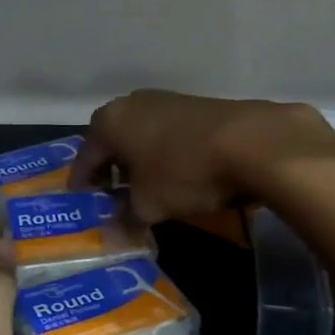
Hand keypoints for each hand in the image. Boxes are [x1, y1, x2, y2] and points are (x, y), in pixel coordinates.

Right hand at [70, 89, 334, 222]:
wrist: (252, 141)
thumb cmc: (184, 172)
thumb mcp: (149, 205)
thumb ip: (125, 218)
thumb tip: (113, 234)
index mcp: (109, 122)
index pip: (85, 158)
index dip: (82, 184)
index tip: (82, 205)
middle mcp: (131, 103)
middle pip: (112, 142)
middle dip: (111, 170)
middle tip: (112, 198)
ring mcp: (165, 100)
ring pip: (141, 135)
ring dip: (139, 160)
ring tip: (146, 188)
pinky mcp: (195, 104)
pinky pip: (167, 132)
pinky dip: (164, 152)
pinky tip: (177, 173)